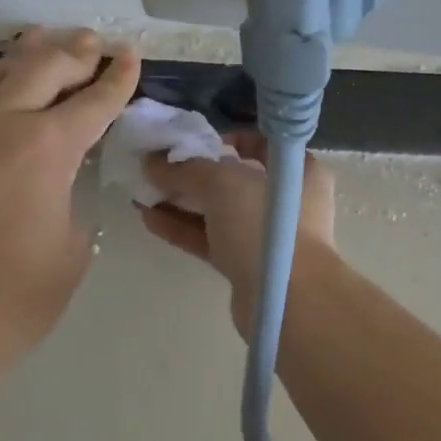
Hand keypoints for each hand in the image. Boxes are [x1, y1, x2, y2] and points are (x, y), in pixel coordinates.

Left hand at [0, 27, 139, 390]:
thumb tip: (54, 182)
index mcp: (44, 149)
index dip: (118, 78)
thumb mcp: (70, 251)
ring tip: (42, 42)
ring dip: (26, 58)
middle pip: (43, 67)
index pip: (94, 101)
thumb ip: (69, 199)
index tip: (130, 56)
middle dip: (76, 53)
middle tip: (93, 43)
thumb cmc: (6, 304)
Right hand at [138, 132, 338, 333]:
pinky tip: (148, 218)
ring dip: (182, 201)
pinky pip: (211, 239)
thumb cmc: (266, 224)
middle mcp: (286, 199)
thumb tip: (151, 162)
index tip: (190, 143)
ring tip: (142, 191)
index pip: (259, 144)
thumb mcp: (224, 183)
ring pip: (219, 211)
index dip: (223, 140)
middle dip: (193, 173)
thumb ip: (186, 169)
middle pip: (234, 179)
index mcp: (298, 169)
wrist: (287, 299)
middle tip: (154, 167)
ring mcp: (266, 234)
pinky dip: (183, 228)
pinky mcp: (247, 264)